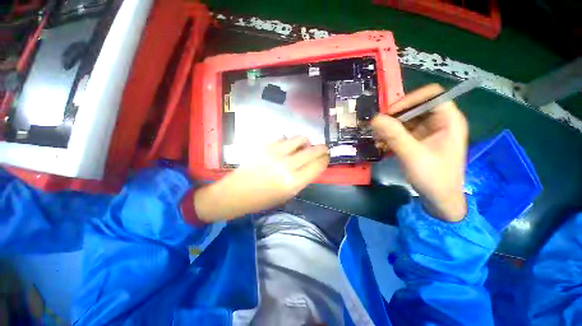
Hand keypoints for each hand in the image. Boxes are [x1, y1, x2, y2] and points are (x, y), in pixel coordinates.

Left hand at [194, 136, 329, 221]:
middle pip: (312, 151)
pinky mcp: (265, 146)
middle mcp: (287, 166)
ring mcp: (275, 153)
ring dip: (305, 142)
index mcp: (294, 182)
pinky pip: (283, 137)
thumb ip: (302, 179)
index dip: (325, 160)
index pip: (317, 166)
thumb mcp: (287, 195)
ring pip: (299, 139)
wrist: (237, 192)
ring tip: (304, 145)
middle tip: (322, 149)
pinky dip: (288, 141)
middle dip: (322, 149)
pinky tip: (285, 146)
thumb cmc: (263, 199)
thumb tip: (312, 165)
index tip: (326, 158)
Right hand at [371, 84, 467, 221]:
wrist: (439, 199)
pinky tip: (381, 145)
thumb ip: (394, 135)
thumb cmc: (434, 178)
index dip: (410, 100)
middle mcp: (439, 122)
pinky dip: (390, 136)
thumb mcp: (413, 155)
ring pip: (405, 120)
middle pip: (415, 107)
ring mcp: (428, 132)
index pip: (431, 95)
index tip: (389, 113)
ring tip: (377, 139)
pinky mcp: (418, 141)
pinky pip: (402, 131)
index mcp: (448, 120)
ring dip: (389, 128)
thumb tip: (375, 118)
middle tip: (377, 128)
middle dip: (394, 117)